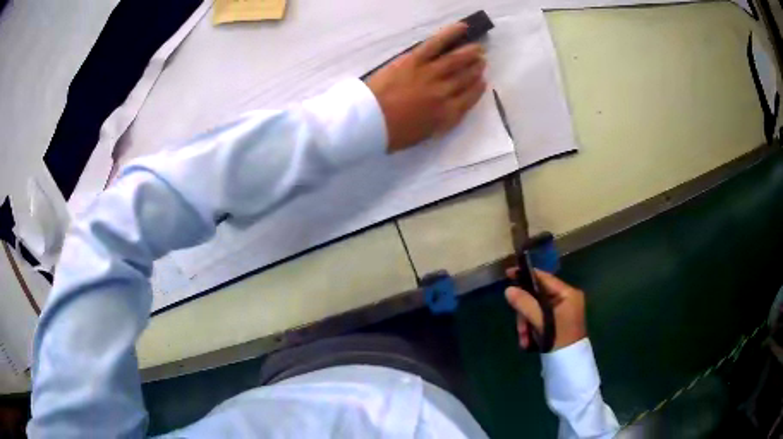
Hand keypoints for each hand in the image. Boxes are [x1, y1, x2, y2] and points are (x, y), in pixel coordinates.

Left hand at [366, 23, 486, 151]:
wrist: (368, 121)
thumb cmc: (391, 134)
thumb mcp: (422, 136)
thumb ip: (440, 122)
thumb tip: (450, 110)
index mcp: (446, 115)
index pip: (469, 99)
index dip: (477, 89)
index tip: (482, 81)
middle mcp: (444, 93)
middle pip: (465, 78)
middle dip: (476, 69)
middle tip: (481, 61)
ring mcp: (430, 74)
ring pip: (456, 60)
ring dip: (470, 53)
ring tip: (477, 48)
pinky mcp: (414, 60)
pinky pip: (436, 44)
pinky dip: (450, 34)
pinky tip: (462, 27)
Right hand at [505, 269, 586, 350]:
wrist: (569, 364)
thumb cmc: (560, 339)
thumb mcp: (542, 321)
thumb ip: (525, 304)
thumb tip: (508, 290)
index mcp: (568, 294)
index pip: (544, 278)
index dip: (526, 275)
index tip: (508, 274)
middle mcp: (565, 299)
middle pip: (537, 297)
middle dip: (525, 313)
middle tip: (520, 330)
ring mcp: (561, 312)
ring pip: (535, 310)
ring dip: (526, 325)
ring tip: (524, 341)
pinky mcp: (556, 323)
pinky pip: (539, 320)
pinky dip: (531, 330)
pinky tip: (528, 343)